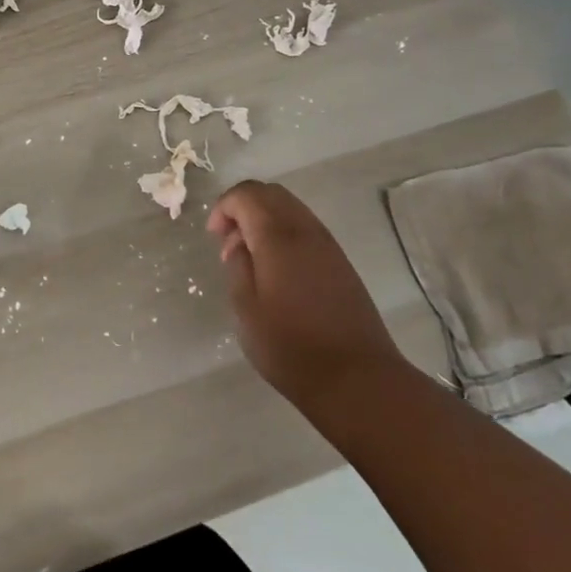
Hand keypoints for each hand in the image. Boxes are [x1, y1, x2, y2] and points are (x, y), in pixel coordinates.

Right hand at [207, 180, 403, 405]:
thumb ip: (237, 265)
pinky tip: (276, 269)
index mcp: (278, 236)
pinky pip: (306, 228)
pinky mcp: (341, 263)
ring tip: (250, 257)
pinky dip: (283, 232)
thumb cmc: (290, 346)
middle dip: (243, 206)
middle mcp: (306, 230)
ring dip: (264, 219)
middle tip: (227, 241)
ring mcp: (328, 245)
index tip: (213, 237)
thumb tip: (238, 243)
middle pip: (271, 193)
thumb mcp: (246, 308)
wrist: (357, 378)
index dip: (223, 207)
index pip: (247, 194)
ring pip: (291, 208)